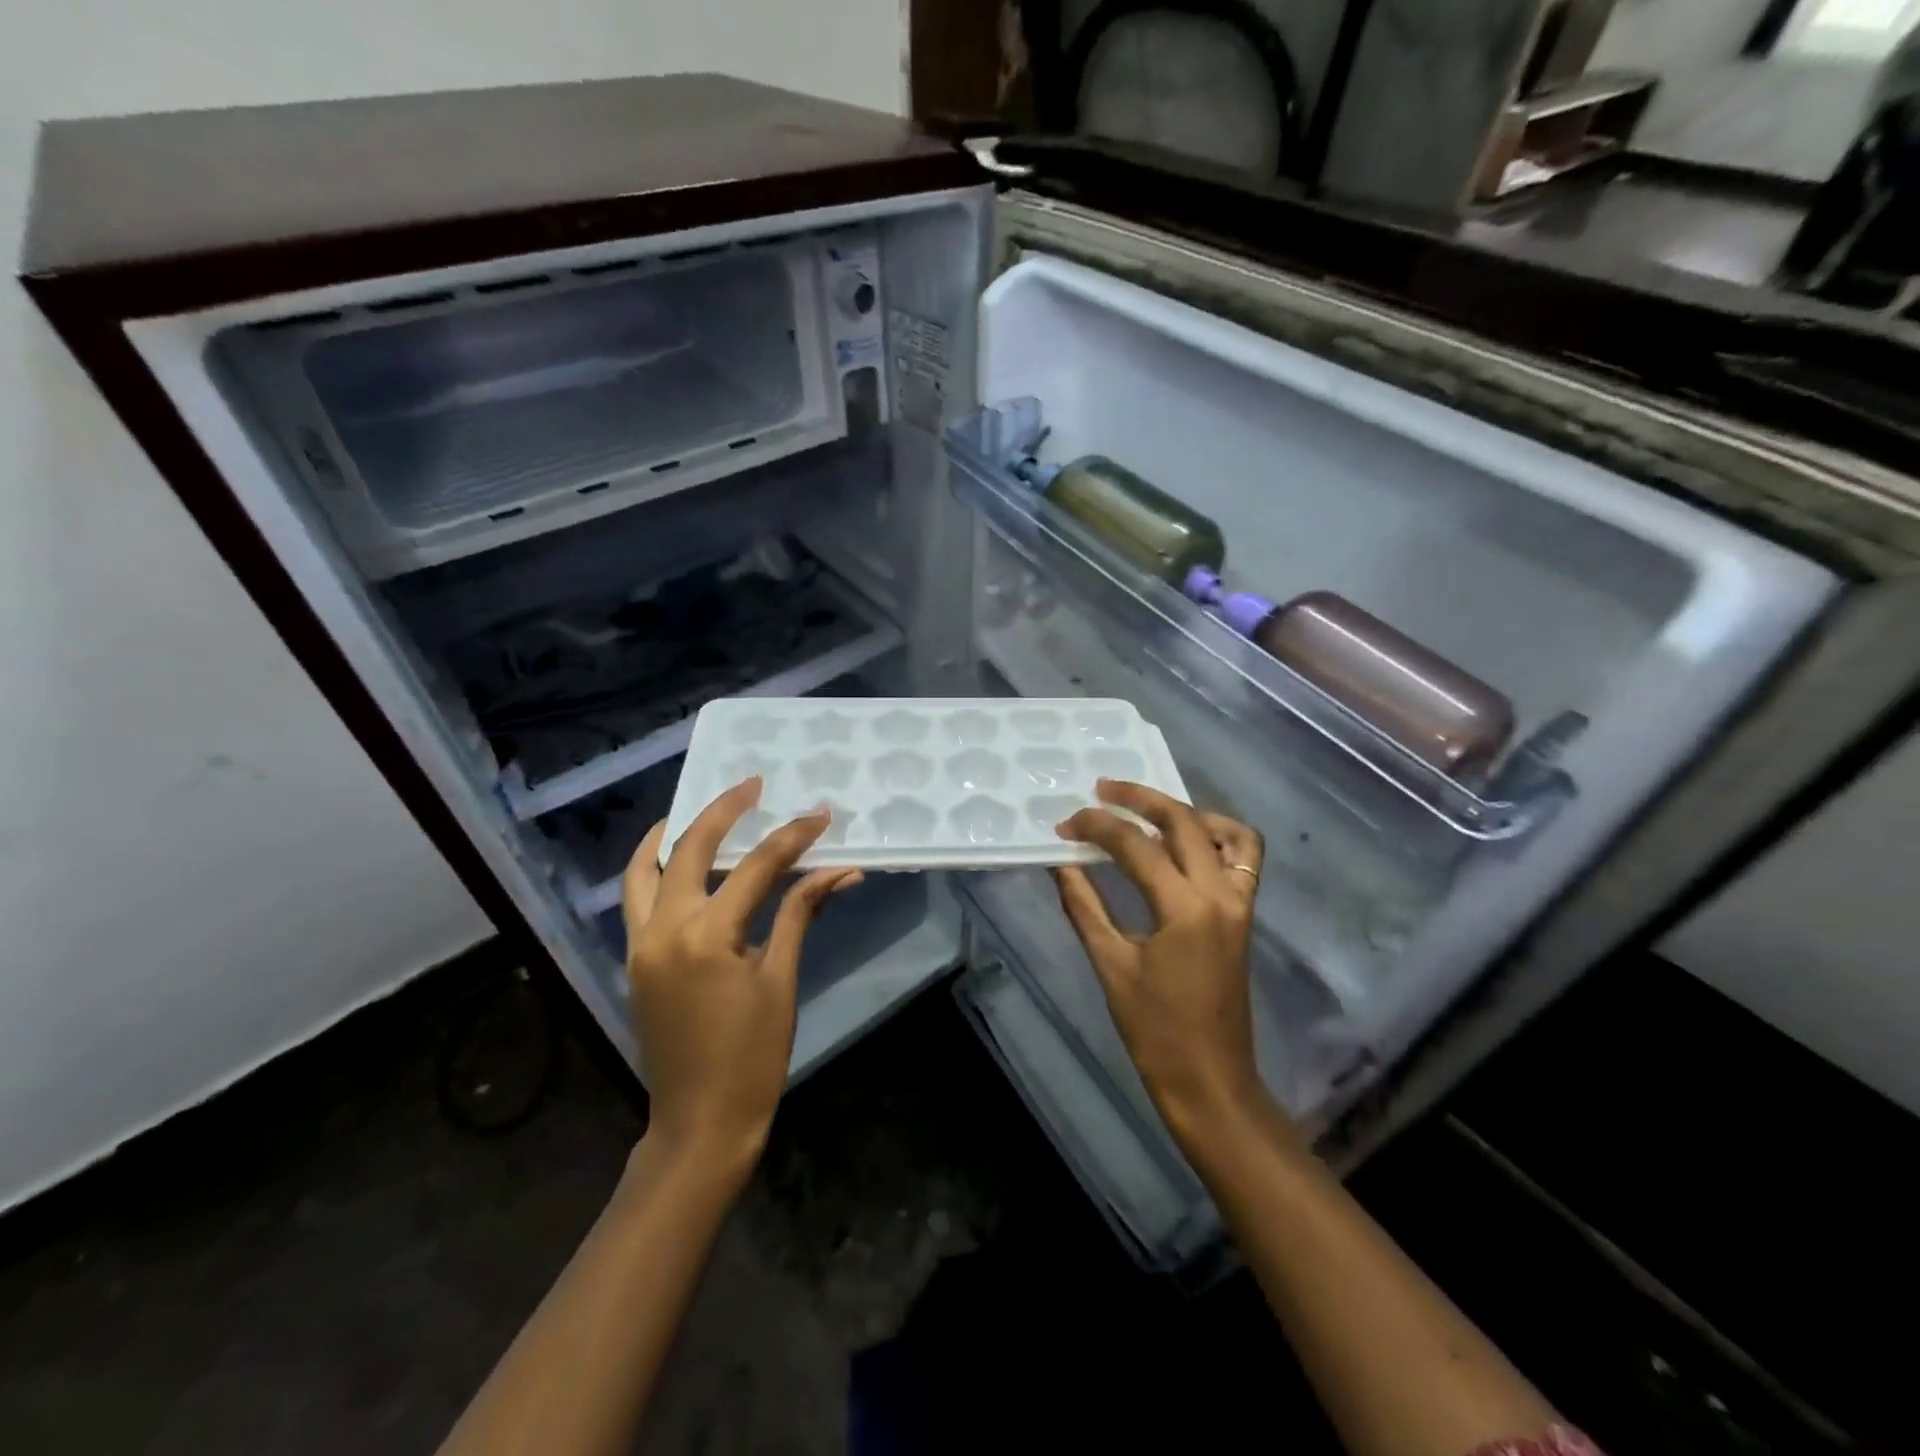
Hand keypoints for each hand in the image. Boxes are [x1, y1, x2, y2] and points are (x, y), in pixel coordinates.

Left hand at [622, 779, 860, 1179]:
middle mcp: (663, 928)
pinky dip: (654, 868)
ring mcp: (640, 943)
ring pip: (644, 869)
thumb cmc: (752, 1056)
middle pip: (689, 849)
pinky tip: (682, 860)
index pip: (756, 867)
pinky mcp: (634, 959)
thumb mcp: (781, 980)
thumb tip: (841, 871)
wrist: (700, 1123)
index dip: (792, 837)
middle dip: (723, 811)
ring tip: (701, 809)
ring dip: (672, 833)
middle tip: (751, 784)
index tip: (819, 815)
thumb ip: (800, 914)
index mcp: (707, 936)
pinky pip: (636, 898)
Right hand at [1053, 780, 1276, 1151]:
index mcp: (1184, 908)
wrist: (1210, 1079)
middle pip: (1182, 821)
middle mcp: (1220, 893)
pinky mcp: (1245, 913)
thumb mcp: (1110, 964)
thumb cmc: (1154, 1030)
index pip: (1135, 846)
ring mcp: (1241, 902)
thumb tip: (1059, 862)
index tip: (1065, 824)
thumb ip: (1084, 905)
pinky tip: (1185, 842)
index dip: (1096, 827)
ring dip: (1184, 811)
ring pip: (1224, 831)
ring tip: (1147, 809)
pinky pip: (1244, 857)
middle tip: (1102, 790)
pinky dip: (1218, 836)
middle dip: (1139, 798)